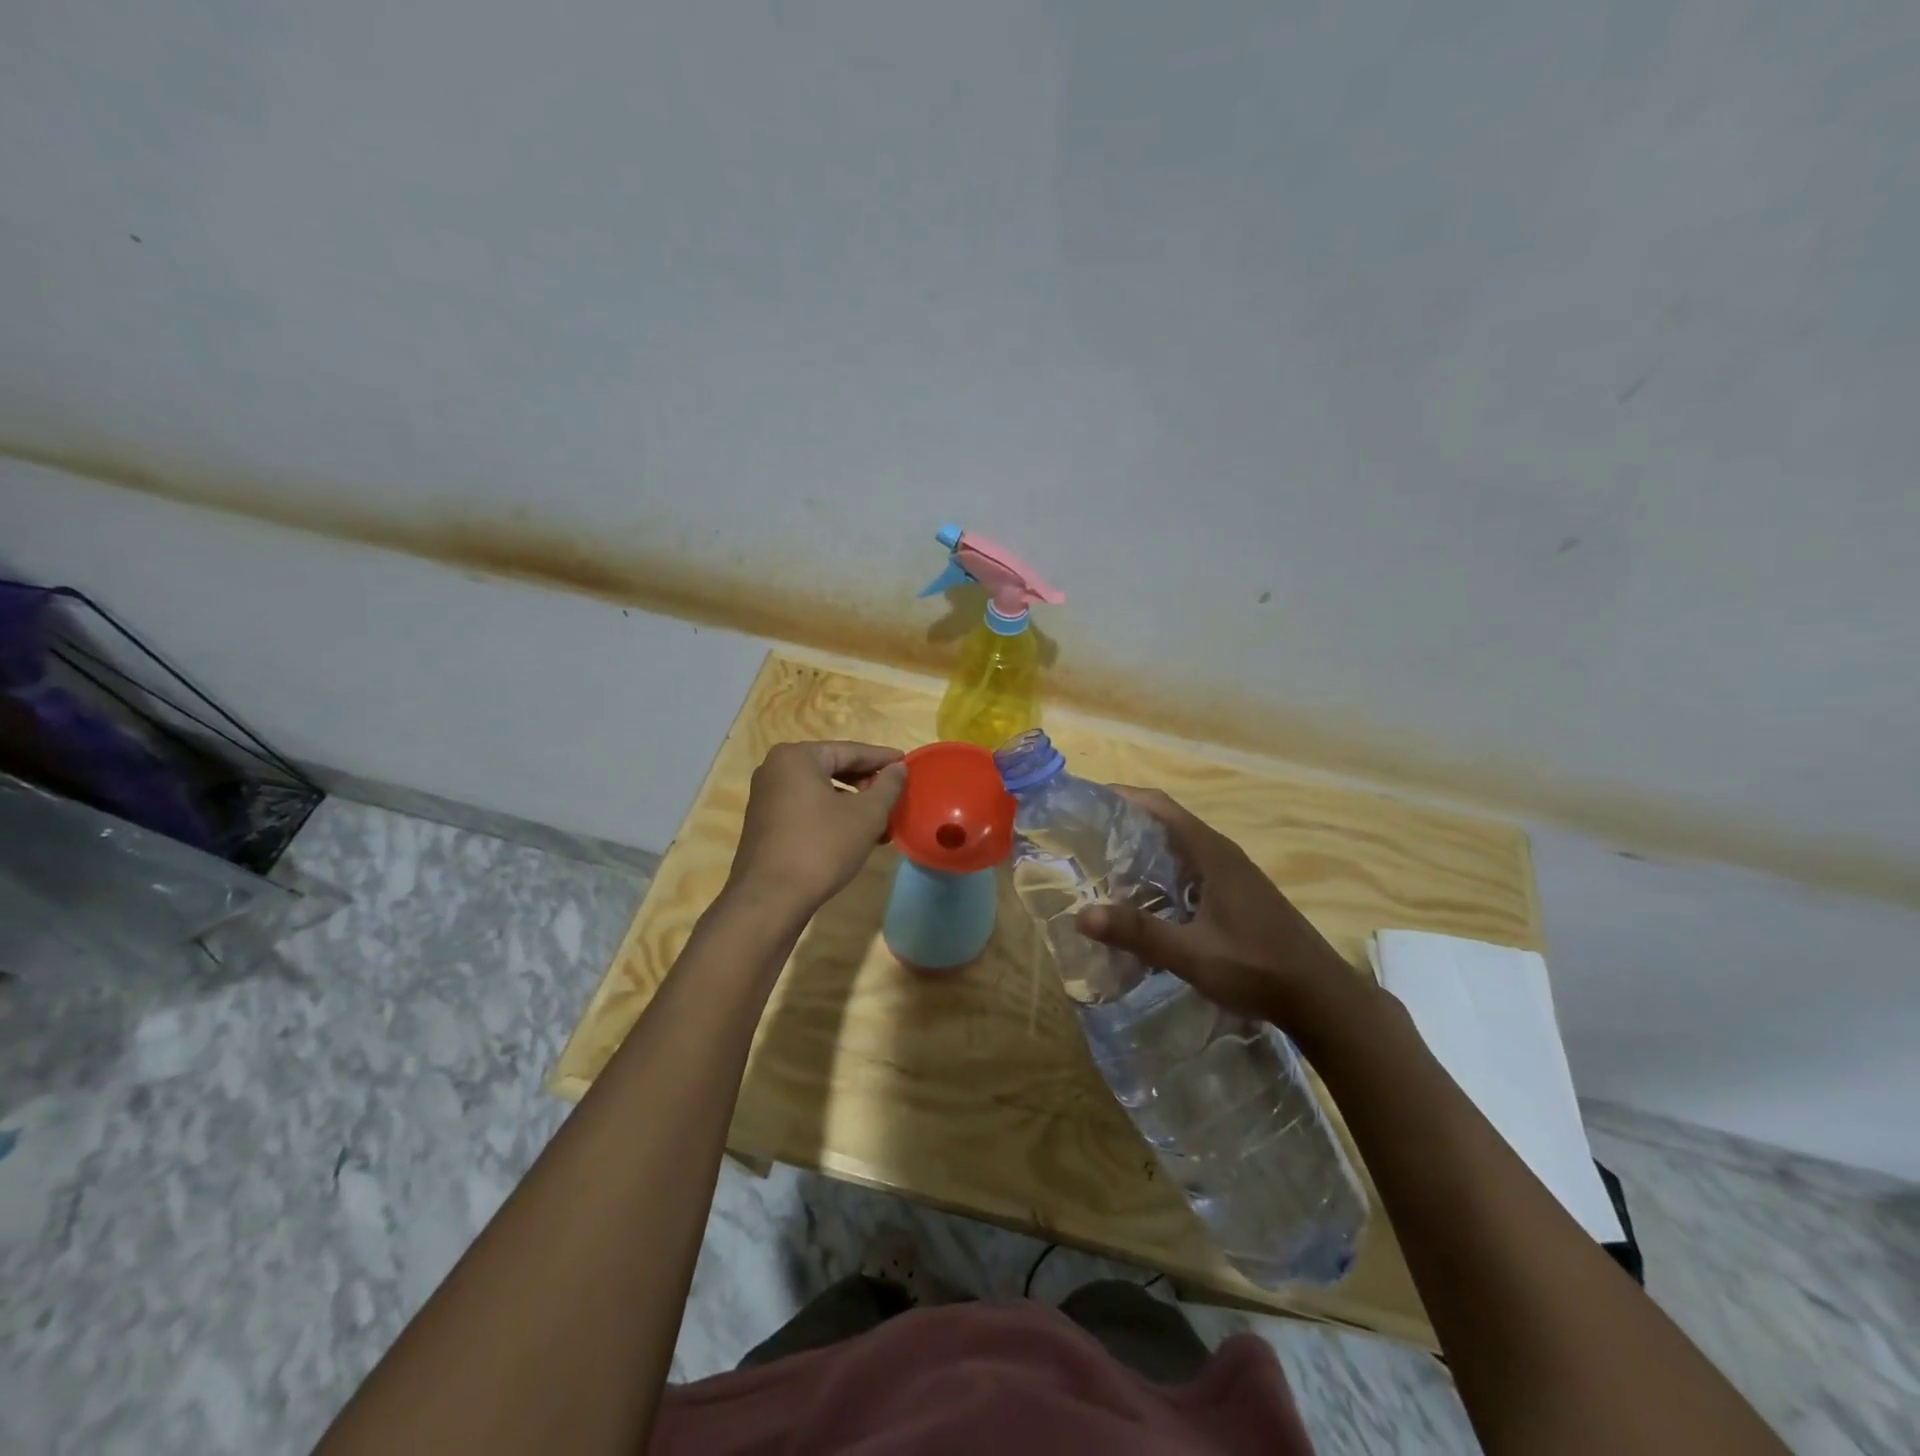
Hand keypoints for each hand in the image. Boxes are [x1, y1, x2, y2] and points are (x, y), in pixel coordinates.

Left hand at [727, 741, 905, 916]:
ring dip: (851, 803)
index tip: (906, 763)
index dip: (882, 758)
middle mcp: (775, 769)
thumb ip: (887, 786)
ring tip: (880, 821)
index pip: (850, 751)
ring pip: (820, 791)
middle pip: (832, 768)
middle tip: (894, 795)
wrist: (770, 898)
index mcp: (797, 757)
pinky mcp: (764, 823)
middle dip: (866, 783)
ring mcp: (766, 797)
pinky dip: (831, 815)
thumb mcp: (866, 815)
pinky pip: (806, 808)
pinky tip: (854, 835)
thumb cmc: (822, 847)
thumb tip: (898, 768)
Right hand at [1075, 788, 1357, 1029]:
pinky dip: (1162, 874)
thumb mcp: (1192, 953)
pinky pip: (1190, 871)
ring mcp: (1233, 876)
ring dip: (1144, 851)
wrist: (1322, 998)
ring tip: (1104, 867)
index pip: (1160, 806)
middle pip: (1167, 823)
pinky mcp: (1238, 897)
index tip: (1086, 801)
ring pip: (1179, 850)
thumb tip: (1082, 915)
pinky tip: (1145, 901)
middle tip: (1084, 839)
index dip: (1123, 797)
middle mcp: (1222, 855)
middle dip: (1126, 825)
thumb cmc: (1257, 967)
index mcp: (1211, 853)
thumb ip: (1139, 933)